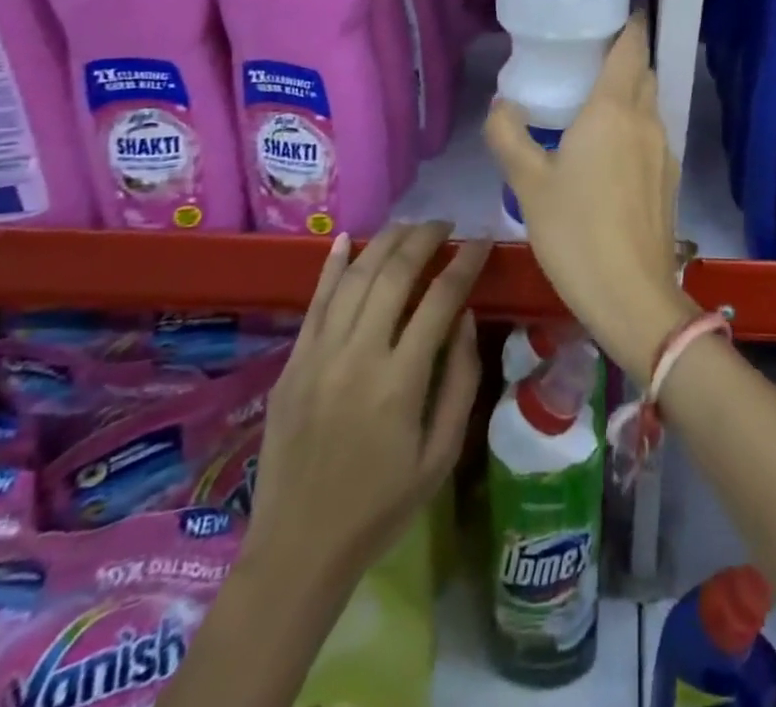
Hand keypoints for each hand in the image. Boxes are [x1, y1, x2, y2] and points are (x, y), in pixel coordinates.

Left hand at [246, 222, 488, 602]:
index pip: (441, 299)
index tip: (482, 242)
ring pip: (354, 277)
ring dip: (385, 242)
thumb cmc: (381, 506)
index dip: (466, 262)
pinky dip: (332, 265)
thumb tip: (465, 317)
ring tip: (411, 227)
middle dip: (425, 239)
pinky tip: (347, 239)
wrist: (298, 549)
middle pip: (394, 274)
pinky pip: (315, 302)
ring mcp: (318, 356)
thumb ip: (460, 380)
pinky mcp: (292, 363)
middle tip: (447, 226)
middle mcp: (358, 356)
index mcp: (400, 382)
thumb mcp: (441, 454)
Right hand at [485, 15, 696, 378]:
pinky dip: (634, 127)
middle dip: (624, 58)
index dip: (628, 24)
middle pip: (644, 72)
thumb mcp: (528, 184)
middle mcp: (646, 120)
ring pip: (649, 105)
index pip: (632, 46)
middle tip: (587, 59)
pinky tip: (608, 154)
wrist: (632, 295)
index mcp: (614, 109)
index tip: (611, 13)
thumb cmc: (575, 231)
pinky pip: (651, 135)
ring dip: (629, 95)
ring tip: (593, 106)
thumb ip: (508, 136)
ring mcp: (664, 150)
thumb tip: (501, 104)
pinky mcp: (669, 179)